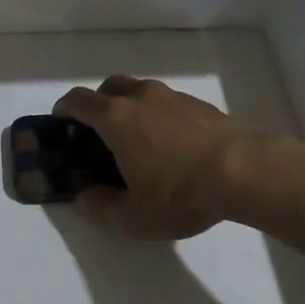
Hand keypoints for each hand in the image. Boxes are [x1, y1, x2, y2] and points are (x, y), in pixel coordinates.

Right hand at [52, 76, 249, 239]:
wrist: (242, 172)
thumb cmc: (178, 193)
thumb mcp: (134, 217)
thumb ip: (102, 208)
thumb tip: (85, 199)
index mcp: (116, 118)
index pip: (79, 100)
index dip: (65, 108)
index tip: (61, 120)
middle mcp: (141, 97)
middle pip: (111, 86)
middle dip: (100, 103)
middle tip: (102, 131)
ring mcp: (173, 97)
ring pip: (142, 91)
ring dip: (134, 107)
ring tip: (142, 139)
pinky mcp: (200, 105)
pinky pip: (170, 103)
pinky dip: (162, 116)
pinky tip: (175, 145)